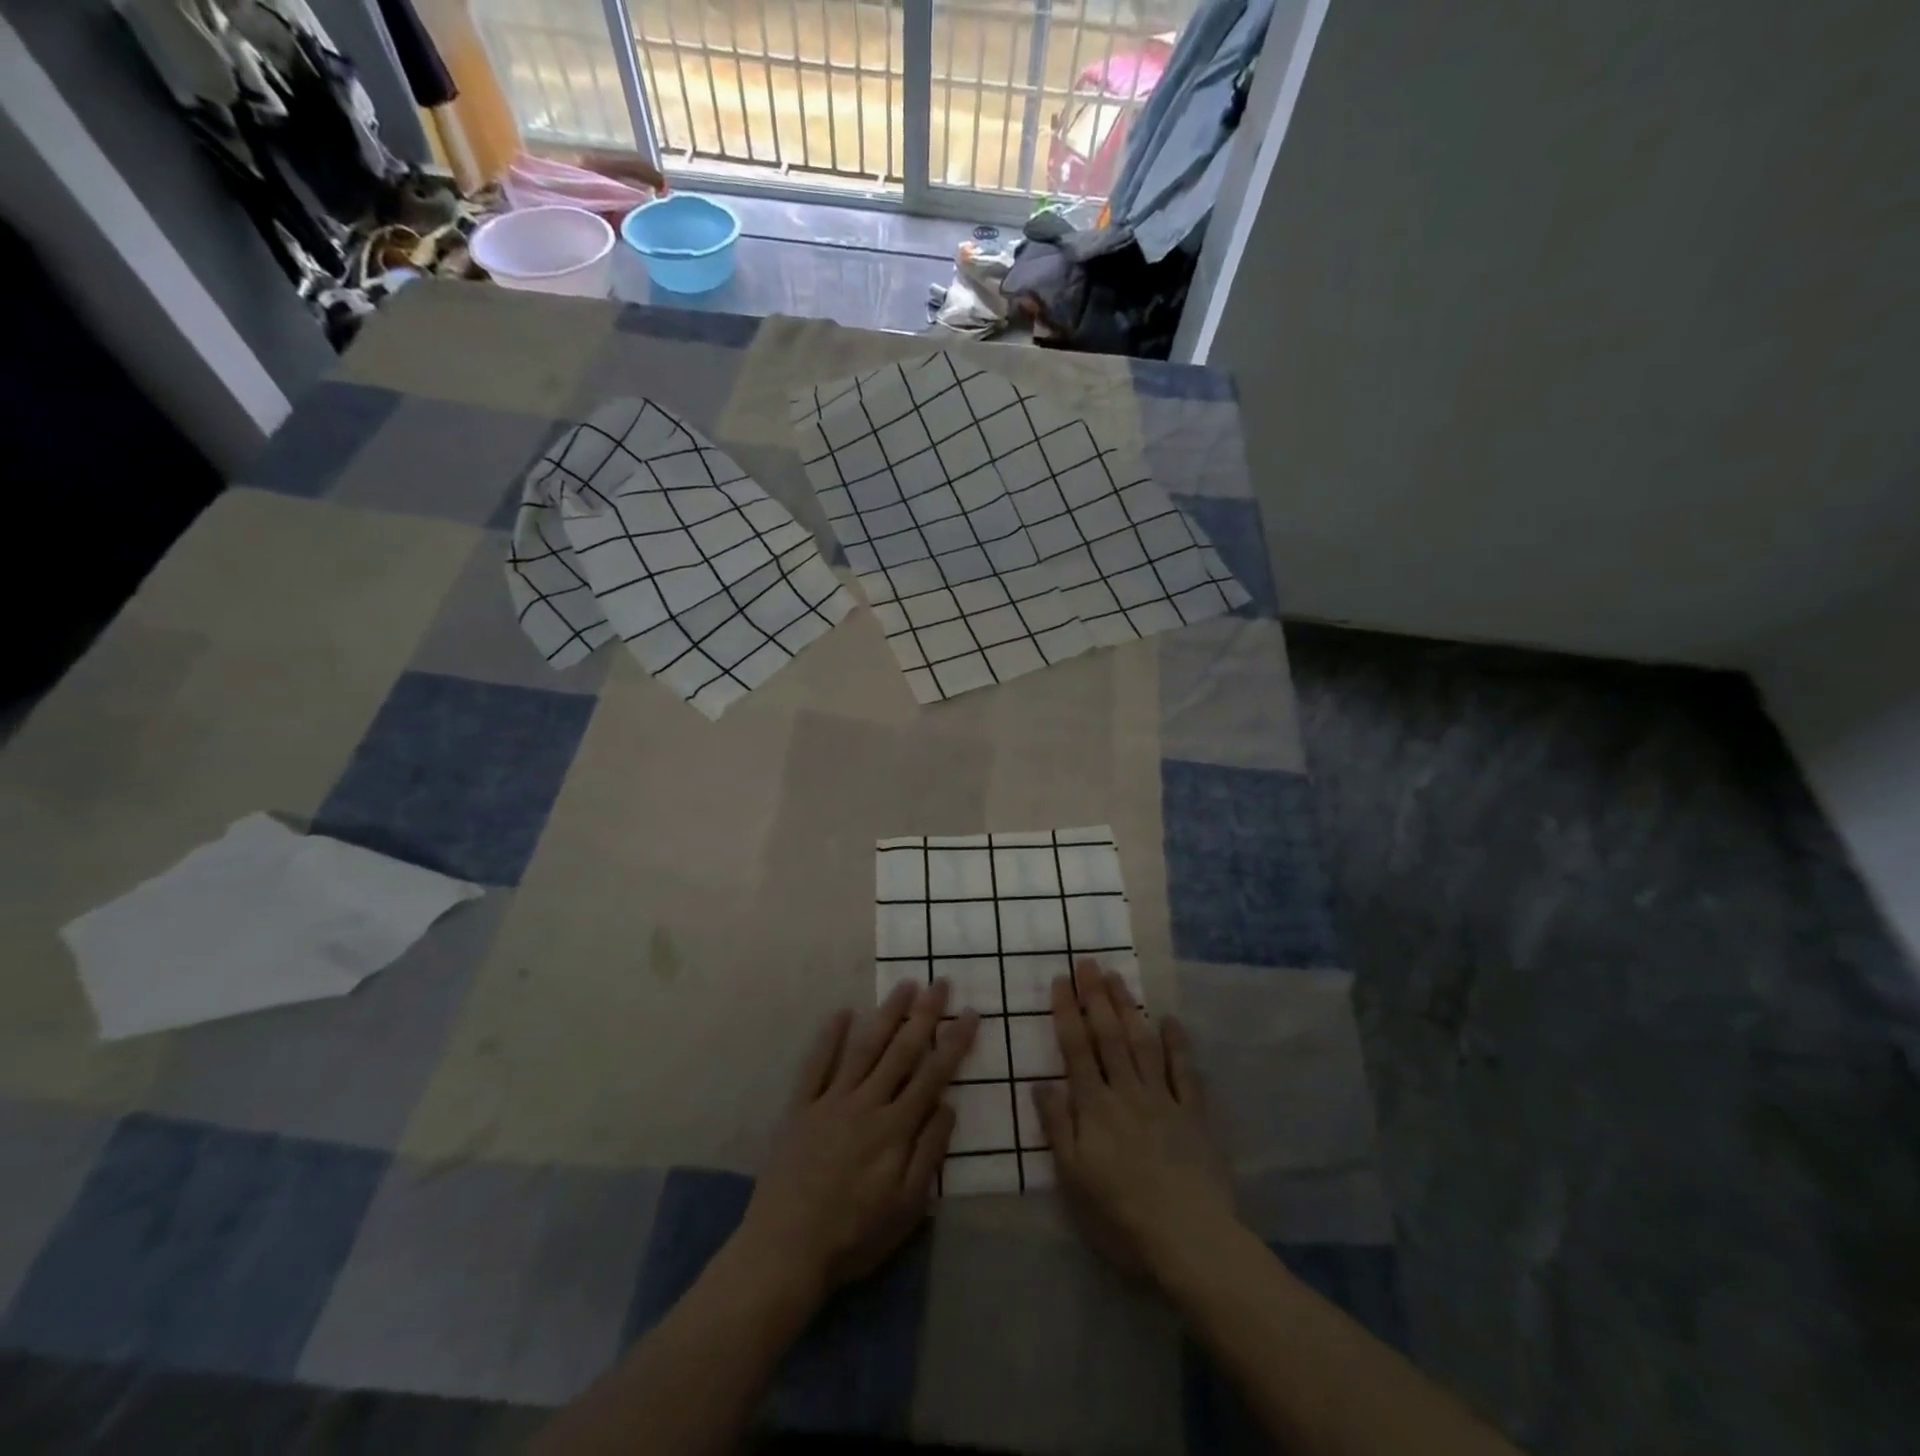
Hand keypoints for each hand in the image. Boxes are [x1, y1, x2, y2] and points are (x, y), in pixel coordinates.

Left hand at [737, 980, 978, 1295]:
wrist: (785, 1251)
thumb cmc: (853, 1235)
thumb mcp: (906, 1207)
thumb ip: (929, 1152)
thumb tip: (949, 1105)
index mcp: (895, 1128)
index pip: (933, 1075)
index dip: (954, 1043)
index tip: (970, 1013)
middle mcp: (866, 1103)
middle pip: (902, 1051)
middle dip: (925, 1015)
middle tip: (940, 983)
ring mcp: (831, 1101)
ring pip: (864, 1048)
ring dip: (887, 1015)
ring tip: (904, 986)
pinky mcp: (801, 1107)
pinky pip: (816, 1065)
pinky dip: (830, 1037)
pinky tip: (843, 1012)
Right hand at [1035, 960, 1237, 1282]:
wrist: (1190, 1239)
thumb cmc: (1122, 1216)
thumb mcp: (1074, 1180)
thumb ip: (1058, 1128)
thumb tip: (1041, 1083)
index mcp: (1095, 1107)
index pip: (1076, 1049)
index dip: (1067, 1012)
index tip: (1061, 979)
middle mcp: (1127, 1092)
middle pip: (1108, 1036)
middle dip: (1097, 996)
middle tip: (1088, 962)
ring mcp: (1163, 1099)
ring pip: (1142, 1043)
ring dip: (1129, 1008)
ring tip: (1118, 977)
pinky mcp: (1194, 1114)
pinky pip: (1185, 1071)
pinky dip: (1178, 1043)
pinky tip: (1170, 1020)